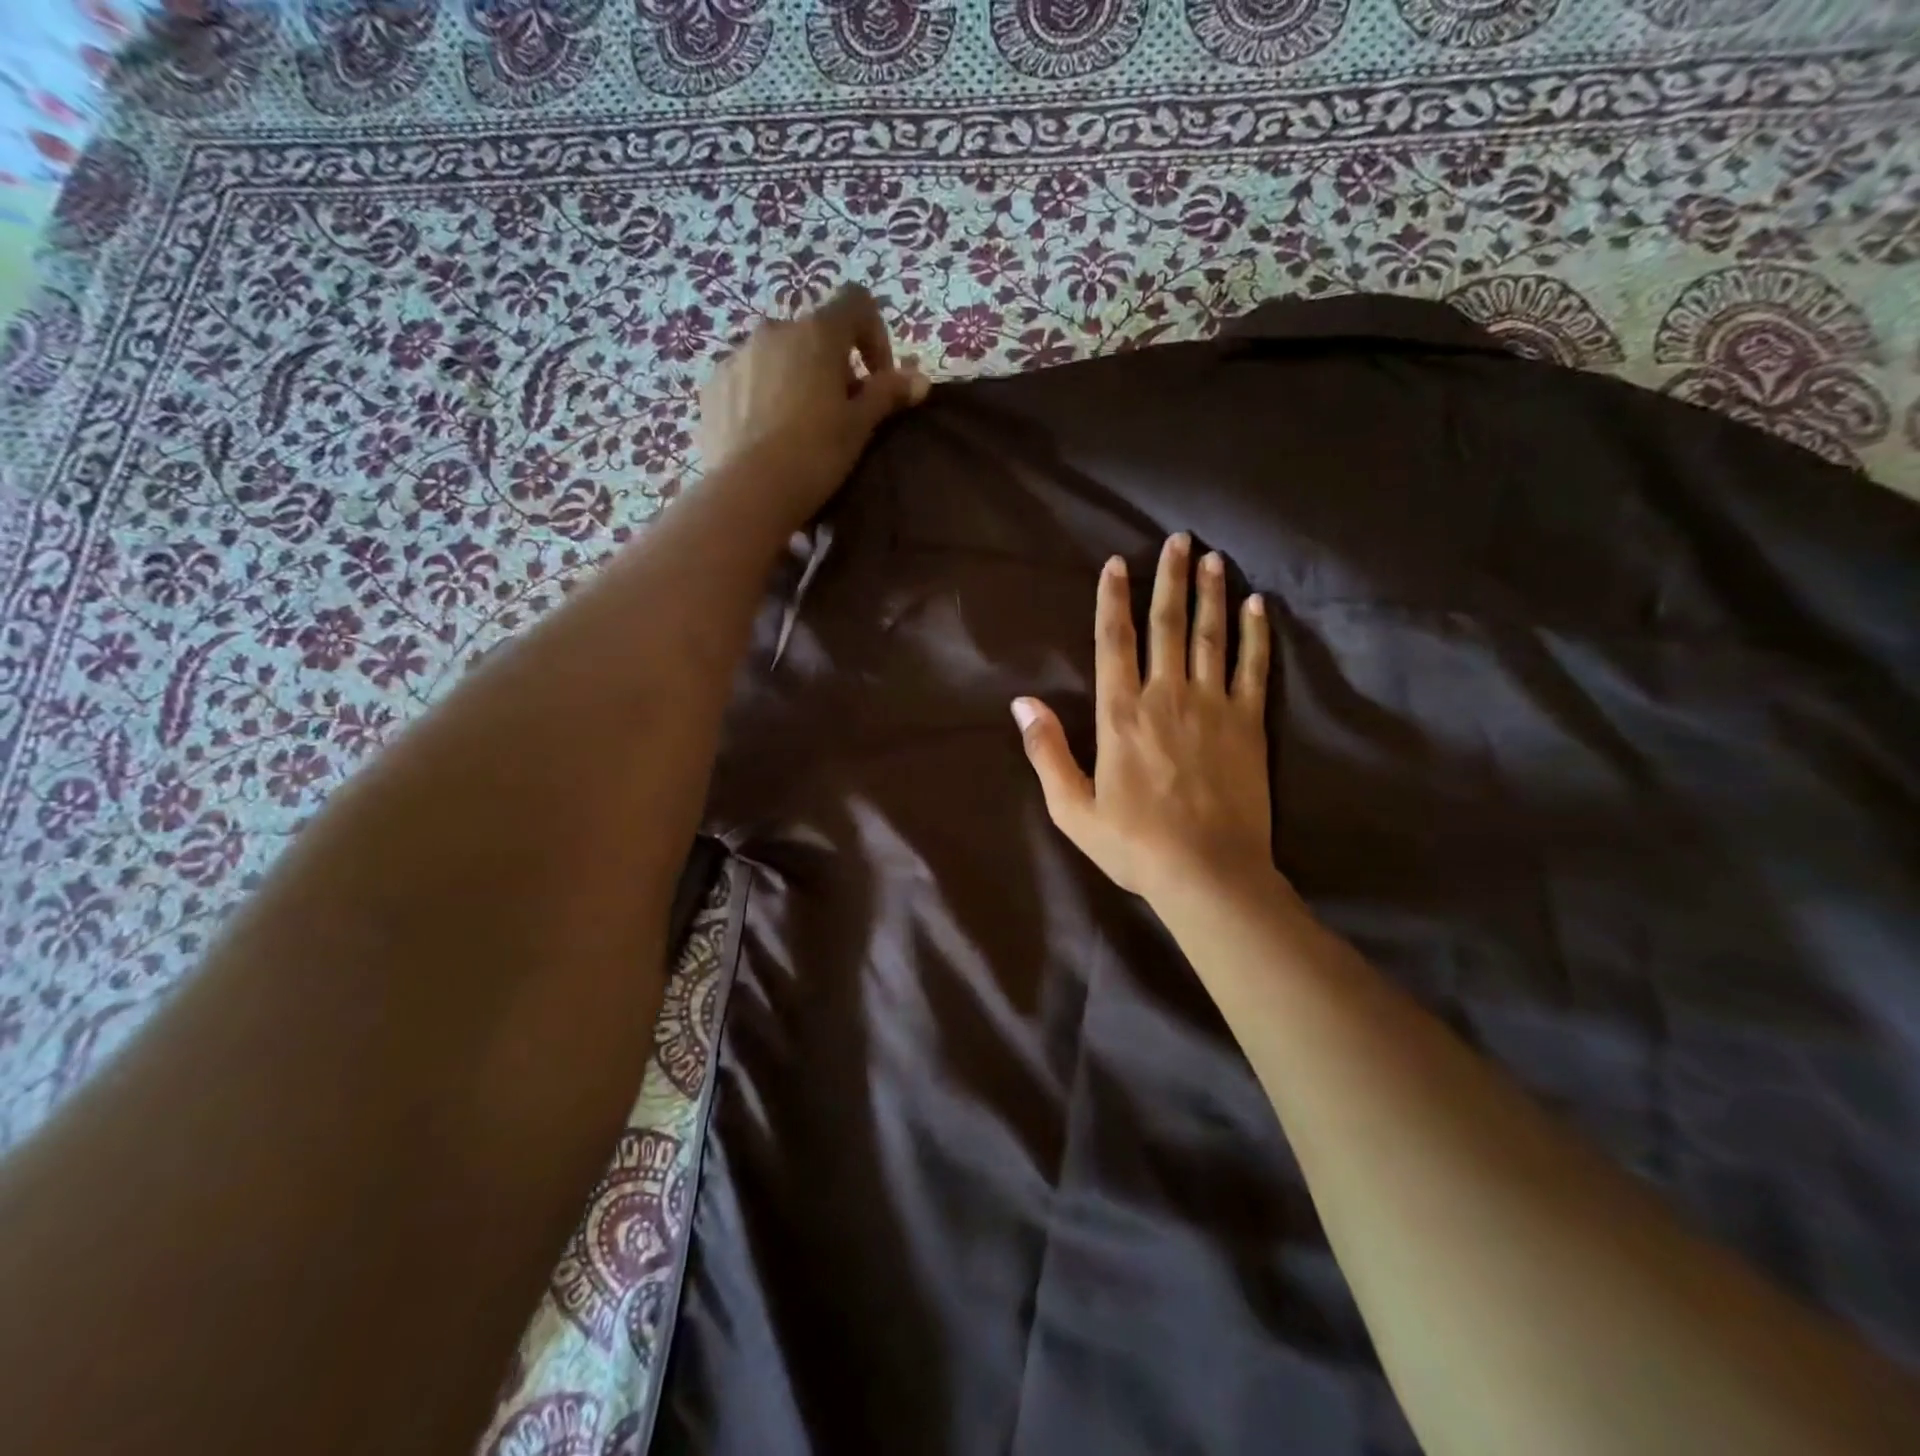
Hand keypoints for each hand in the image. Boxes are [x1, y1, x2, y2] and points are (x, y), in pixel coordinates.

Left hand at [696, 284, 928, 523]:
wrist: (748, 492)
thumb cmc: (815, 454)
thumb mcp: (859, 426)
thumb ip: (887, 394)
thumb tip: (920, 379)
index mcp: (817, 332)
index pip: (856, 303)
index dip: (874, 335)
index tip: (877, 379)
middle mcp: (774, 330)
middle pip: (814, 334)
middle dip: (832, 365)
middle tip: (839, 412)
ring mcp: (738, 355)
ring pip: (778, 356)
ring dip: (795, 378)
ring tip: (799, 427)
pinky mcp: (713, 385)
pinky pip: (747, 379)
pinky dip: (762, 396)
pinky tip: (767, 436)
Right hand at [1013, 533, 1274, 906]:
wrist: (1207, 873)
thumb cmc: (1133, 844)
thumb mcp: (1072, 807)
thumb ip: (1047, 751)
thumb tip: (1022, 703)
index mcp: (1120, 714)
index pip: (1114, 641)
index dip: (1113, 599)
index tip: (1117, 563)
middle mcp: (1166, 696)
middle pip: (1166, 624)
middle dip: (1170, 578)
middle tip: (1179, 540)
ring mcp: (1213, 706)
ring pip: (1210, 636)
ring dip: (1211, 593)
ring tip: (1213, 558)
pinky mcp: (1249, 724)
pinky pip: (1254, 667)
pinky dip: (1255, 633)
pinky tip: (1256, 605)